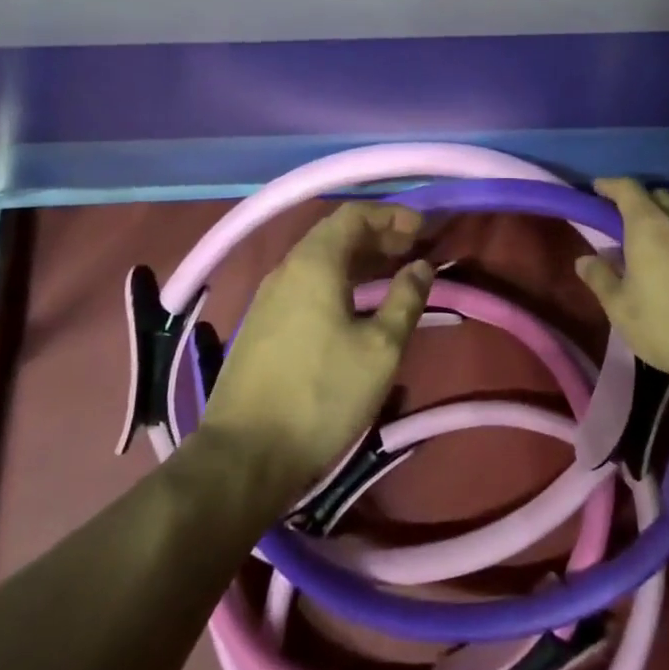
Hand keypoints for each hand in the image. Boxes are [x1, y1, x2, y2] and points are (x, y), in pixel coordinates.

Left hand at [199, 203, 433, 506]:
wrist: (245, 455)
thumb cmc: (322, 395)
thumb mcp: (380, 349)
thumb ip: (406, 299)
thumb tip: (422, 266)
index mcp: (314, 262)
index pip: (354, 214)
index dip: (391, 215)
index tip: (423, 230)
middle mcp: (287, 268)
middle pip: (335, 234)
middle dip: (377, 236)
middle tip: (413, 250)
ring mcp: (269, 296)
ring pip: (319, 260)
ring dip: (358, 259)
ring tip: (392, 274)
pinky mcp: (262, 323)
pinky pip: (306, 283)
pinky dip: (337, 280)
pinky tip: (355, 305)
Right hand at [574, 178, 668, 389]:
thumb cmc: (666, 325)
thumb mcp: (620, 307)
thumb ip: (600, 278)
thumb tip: (585, 260)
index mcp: (649, 225)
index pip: (628, 188)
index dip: (610, 185)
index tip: (596, 190)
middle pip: (658, 196)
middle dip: (639, 202)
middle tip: (623, 224)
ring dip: (665, 221)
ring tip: (652, 248)